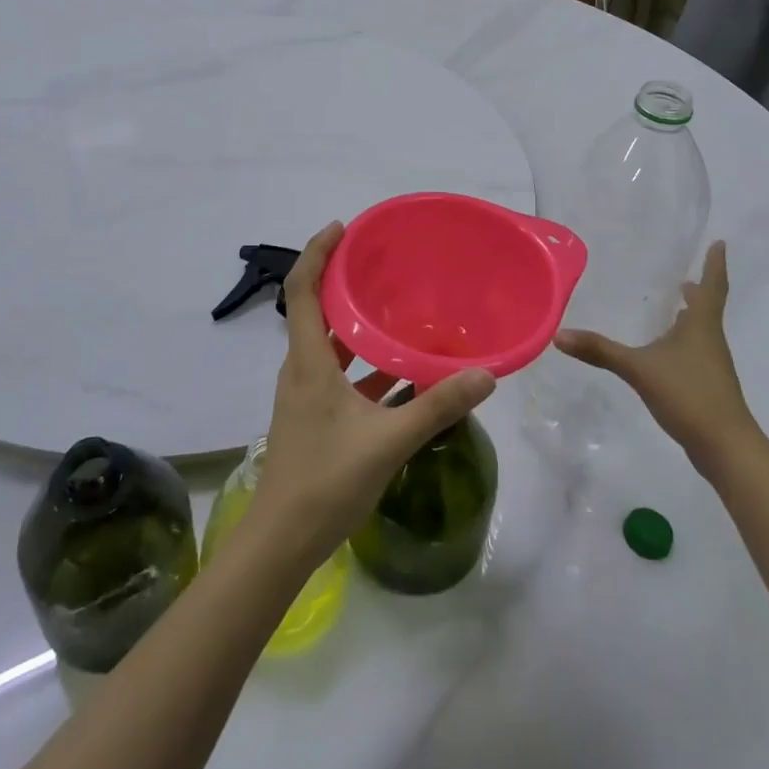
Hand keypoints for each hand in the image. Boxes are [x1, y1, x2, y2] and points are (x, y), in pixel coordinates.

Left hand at [248, 223, 495, 566]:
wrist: (282, 541)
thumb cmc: (326, 481)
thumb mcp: (389, 441)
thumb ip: (437, 406)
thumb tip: (485, 375)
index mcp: (308, 361)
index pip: (302, 289)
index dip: (317, 252)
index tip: (342, 227)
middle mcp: (301, 369)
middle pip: (315, 310)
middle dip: (343, 282)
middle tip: (381, 264)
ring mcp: (304, 394)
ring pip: (329, 345)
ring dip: (356, 325)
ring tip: (396, 310)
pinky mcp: (313, 416)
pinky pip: (338, 375)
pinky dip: (363, 365)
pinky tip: (400, 373)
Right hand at [554, 241, 757, 473]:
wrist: (725, 448)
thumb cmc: (689, 395)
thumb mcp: (638, 369)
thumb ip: (600, 351)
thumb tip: (559, 334)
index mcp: (700, 326)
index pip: (712, 286)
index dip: (715, 264)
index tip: (720, 243)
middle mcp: (709, 340)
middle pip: (707, 308)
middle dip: (699, 291)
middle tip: (685, 277)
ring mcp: (711, 365)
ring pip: (701, 331)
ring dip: (690, 316)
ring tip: (673, 307)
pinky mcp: (707, 386)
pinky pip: (695, 352)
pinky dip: (683, 341)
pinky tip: (666, 351)